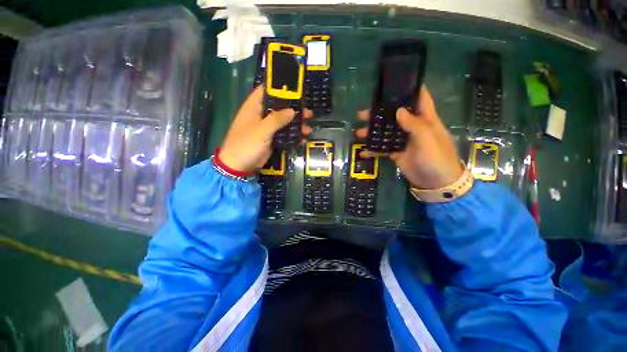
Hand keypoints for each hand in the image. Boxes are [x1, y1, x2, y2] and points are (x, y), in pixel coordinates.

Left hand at [219, 86, 312, 172]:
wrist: (239, 166)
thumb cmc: (246, 144)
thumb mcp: (261, 131)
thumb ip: (276, 119)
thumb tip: (292, 110)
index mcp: (254, 107)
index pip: (266, 90)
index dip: (279, 88)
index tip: (295, 89)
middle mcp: (261, 115)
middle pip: (279, 107)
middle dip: (294, 110)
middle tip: (308, 113)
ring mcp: (267, 128)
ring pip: (284, 122)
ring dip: (296, 125)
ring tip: (308, 129)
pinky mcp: (271, 139)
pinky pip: (284, 135)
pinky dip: (293, 136)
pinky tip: (302, 140)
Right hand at [356, 86, 462, 188]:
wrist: (435, 182)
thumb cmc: (436, 157)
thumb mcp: (427, 138)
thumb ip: (413, 124)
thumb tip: (398, 110)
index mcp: (425, 119)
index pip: (420, 99)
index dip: (411, 89)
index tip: (395, 83)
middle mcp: (413, 128)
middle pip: (394, 116)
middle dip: (379, 113)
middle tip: (362, 114)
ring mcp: (403, 141)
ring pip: (385, 133)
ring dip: (372, 132)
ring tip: (358, 132)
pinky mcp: (397, 153)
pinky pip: (383, 149)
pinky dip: (373, 150)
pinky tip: (362, 152)